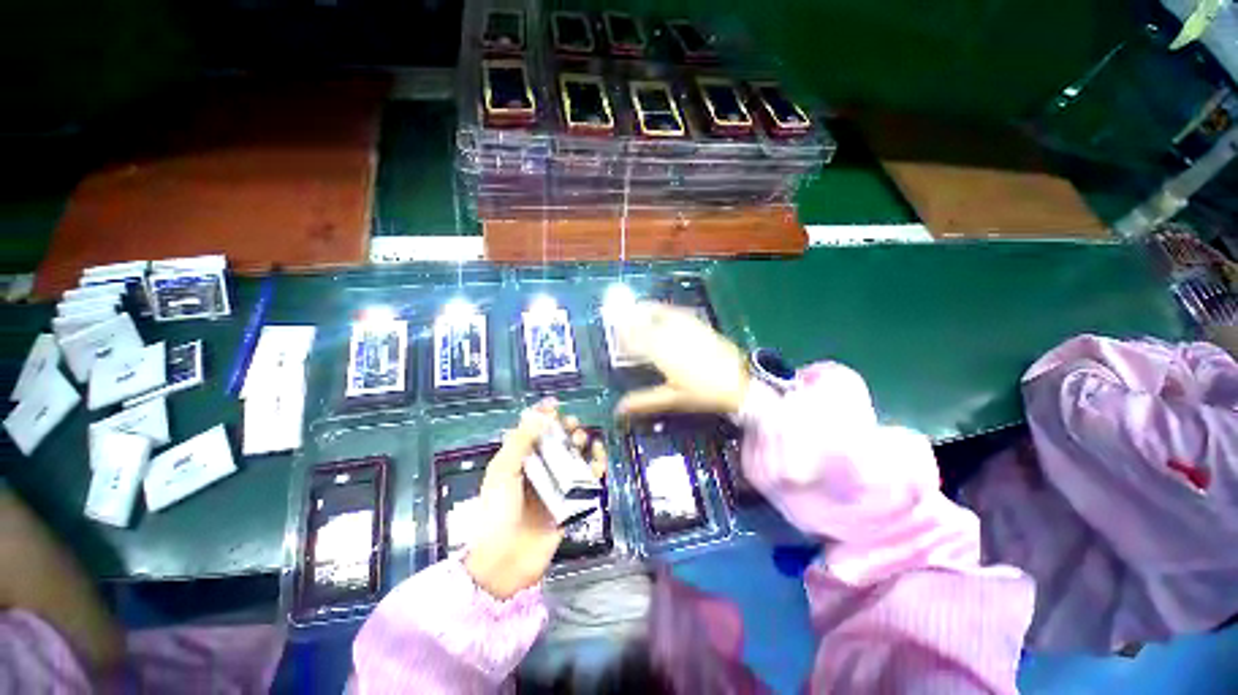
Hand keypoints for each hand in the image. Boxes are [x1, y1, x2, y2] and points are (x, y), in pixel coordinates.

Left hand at [464, 400, 607, 599]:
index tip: (555, 404)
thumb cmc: (497, 512)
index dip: (542, 416)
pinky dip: (595, 467)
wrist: (503, 562)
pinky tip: (598, 457)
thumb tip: (540, 415)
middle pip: (555, 443)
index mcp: (518, 462)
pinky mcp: (570, 503)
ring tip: (582, 440)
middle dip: (565, 429)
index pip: (532, 432)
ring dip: (580, 445)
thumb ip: (520, 442)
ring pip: (573, 458)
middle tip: (572, 424)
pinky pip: (586, 481)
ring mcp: (555, 487)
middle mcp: (538, 471)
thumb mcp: (503, 472)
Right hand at [614, 302, 750, 417]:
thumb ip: (644, 401)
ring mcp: (689, 329)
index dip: (624, 335)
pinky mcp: (701, 327)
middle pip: (648, 323)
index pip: (637, 340)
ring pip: (663, 314)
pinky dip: (666, 310)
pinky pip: (679, 313)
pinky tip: (662, 311)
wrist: (739, 385)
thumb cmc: (703, 395)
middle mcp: (674, 337)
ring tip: (637, 308)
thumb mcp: (672, 399)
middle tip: (620, 316)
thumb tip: (618, 409)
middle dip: (632, 318)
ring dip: (647, 310)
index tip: (614, 332)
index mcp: (664, 355)